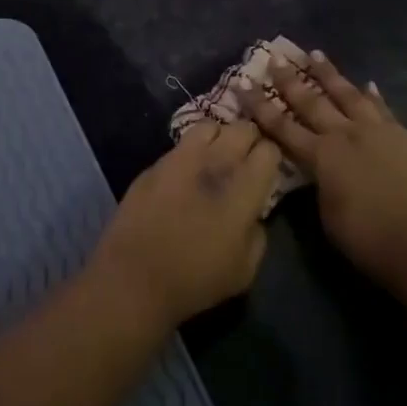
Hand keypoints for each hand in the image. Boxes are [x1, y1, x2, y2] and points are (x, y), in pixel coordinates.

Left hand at [93, 121, 280, 329]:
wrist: (135, 276)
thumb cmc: (196, 280)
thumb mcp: (245, 269)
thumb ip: (258, 233)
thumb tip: (253, 214)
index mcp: (243, 188)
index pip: (269, 150)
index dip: (271, 158)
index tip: (266, 172)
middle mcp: (215, 162)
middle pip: (242, 128)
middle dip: (249, 140)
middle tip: (245, 161)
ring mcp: (181, 158)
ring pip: (210, 126)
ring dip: (218, 137)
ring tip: (215, 157)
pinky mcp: (155, 163)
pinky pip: (181, 144)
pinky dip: (190, 151)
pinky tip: (186, 172)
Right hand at [236, 50, 406, 289]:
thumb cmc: (367, 239)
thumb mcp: (327, 213)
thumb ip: (318, 183)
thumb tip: (317, 168)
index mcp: (321, 156)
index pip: (282, 126)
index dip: (260, 105)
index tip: (243, 83)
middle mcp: (345, 134)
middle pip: (312, 101)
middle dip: (290, 80)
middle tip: (275, 59)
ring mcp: (377, 131)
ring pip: (348, 94)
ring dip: (329, 74)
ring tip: (316, 54)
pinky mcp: (403, 137)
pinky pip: (382, 108)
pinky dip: (372, 95)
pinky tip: (366, 84)